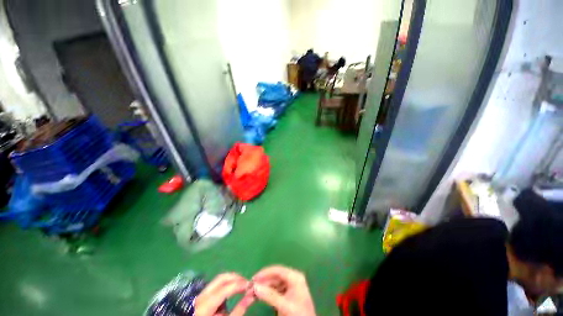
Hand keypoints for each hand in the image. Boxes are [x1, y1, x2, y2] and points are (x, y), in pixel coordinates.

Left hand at [194, 273, 254, 315]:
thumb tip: (252, 296)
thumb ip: (238, 310)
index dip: (238, 285)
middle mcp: (201, 296)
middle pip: (221, 278)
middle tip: (246, 282)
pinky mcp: (203, 293)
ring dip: (232, 279)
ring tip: (241, 285)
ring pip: (219, 279)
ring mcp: (201, 294)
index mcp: (204, 306)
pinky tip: (233, 289)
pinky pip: (217, 283)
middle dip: (235, 277)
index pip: (223, 289)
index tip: (250, 284)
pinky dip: (227, 283)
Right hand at [252, 265, 315, 315]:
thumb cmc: (298, 315)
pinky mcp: (287, 294)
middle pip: (275, 277)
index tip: (253, 279)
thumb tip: (254, 286)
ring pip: (273, 283)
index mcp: (295, 277)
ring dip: (263, 288)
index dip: (265, 273)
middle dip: (262, 282)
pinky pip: (275, 290)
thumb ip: (270, 295)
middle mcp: (293, 278)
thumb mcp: (284, 305)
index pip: (277, 270)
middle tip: (249, 289)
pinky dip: (266, 293)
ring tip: (252, 294)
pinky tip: (259, 296)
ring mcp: (290, 286)